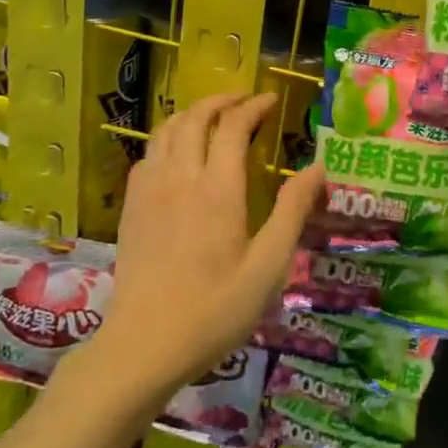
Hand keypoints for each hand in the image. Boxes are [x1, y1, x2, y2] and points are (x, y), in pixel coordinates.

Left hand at [96, 92, 322, 395]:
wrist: (143, 347)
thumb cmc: (214, 310)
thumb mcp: (268, 267)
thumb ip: (292, 212)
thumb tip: (317, 167)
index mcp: (217, 189)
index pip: (233, 126)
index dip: (253, 106)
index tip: (272, 100)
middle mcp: (180, 178)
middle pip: (195, 118)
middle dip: (222, 101)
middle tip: (245, 101)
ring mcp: (149, 191)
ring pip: (166, 131)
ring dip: (192, 114)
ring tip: (214, 118)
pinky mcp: (130, 208)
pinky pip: (147, 155)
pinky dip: (167, 140)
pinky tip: (178, 156)